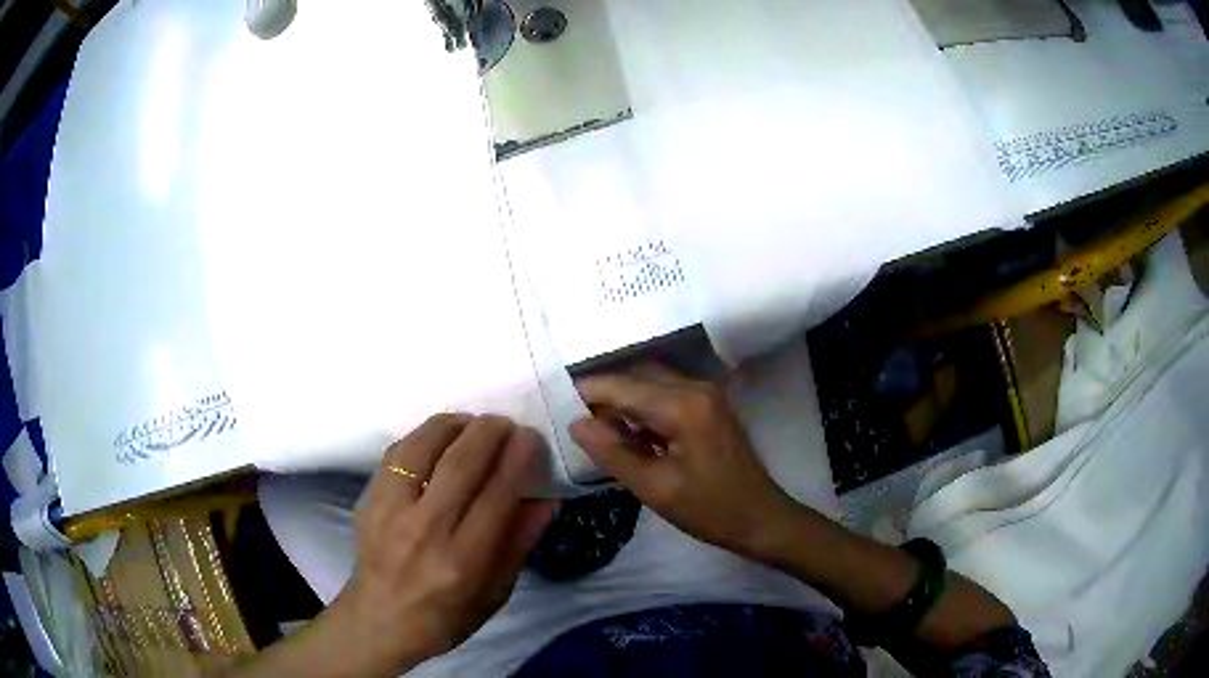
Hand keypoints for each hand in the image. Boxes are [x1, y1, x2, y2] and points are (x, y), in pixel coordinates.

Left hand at [330, 414, 557, 675]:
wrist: (378, 621)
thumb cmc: (445, 617)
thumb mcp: (495, 594)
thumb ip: (519, 543)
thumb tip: (546, 499)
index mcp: (462, 561)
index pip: (497, 495)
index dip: (518, 459)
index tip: (531, 438)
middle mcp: (424, 530)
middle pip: (460, 463)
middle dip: (489, 433)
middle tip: (506, 423)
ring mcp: (389, 511)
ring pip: (423, 446)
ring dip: (454, 425)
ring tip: (472, 423)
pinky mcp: (368, 500)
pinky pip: (397, 453)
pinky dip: (422, 437)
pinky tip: (438, 438)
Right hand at [571, 366, 797, 557]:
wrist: (760, 518)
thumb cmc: (709, 509)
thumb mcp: (655, 488)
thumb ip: (612, 453)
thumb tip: (576, 423)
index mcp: (683, 406)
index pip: (622, 386)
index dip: (587, 393)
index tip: (556, 405)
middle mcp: (695, 387)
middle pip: (636, 376)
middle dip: (605, 395)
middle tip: (578, 424)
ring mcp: (706, 393)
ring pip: (651, 382)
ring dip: (624, 401)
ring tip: (600, 432)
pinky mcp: (709, 405)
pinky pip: (666, 393)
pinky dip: (643, 407)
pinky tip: (631, 435)